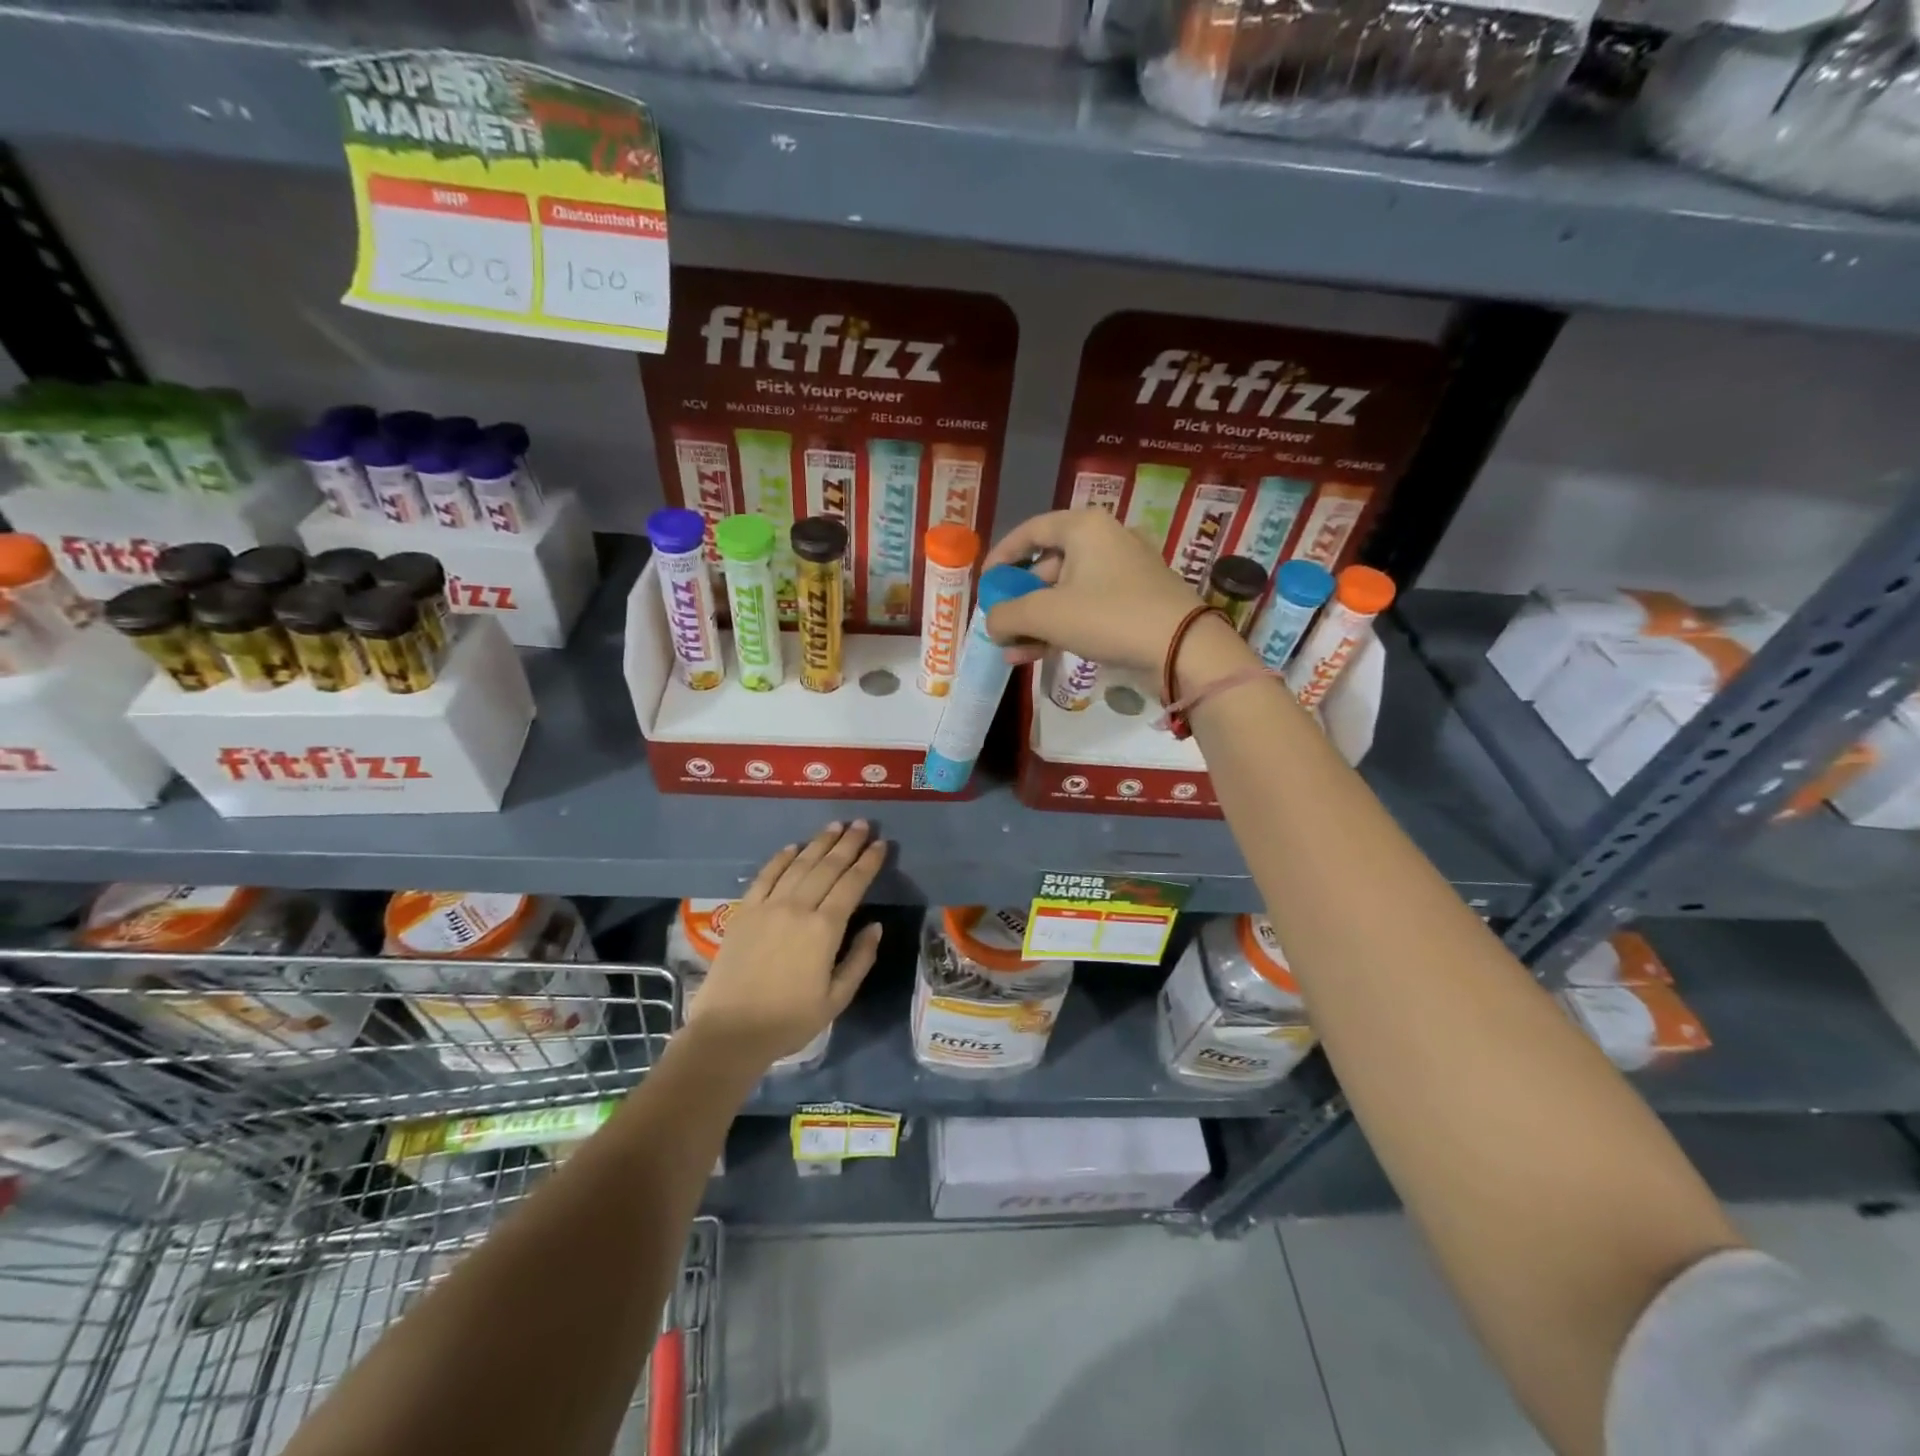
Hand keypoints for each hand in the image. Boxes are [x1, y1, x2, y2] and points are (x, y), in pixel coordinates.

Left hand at [686, 821, 886, 1067]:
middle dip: (848, 843)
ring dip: (819, 843)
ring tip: (835, 826)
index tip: (881, 844)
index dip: (868, 862)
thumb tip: (875, 927)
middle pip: (828, 867)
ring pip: (799, 864)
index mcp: (825, 930)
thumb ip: (859, 959)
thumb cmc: (788, 1021)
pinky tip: (793, 847)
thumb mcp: (836, 999)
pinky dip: (781, 858)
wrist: (729, 1032)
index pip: (852, 884)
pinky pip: (766, 875)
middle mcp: (798, 908)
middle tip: (862, 824)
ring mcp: (768, 906)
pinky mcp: (745, 911)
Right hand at [980, 509, 1212, 673]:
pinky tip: (1037, 655)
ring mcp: (1125, 571)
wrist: (1182, 648)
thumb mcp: (1045, 615)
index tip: (985, 582)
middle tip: (1000, 624)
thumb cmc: (1108, 616)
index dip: (1002, 555)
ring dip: (1036, 622)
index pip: (1031, 531)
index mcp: (1085, 527)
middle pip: (1048, 565)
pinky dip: (1062, 627)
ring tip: (1012, 651)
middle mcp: (1106, 540)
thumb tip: (992, 623)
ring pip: (1067, 592)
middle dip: (1019, 600)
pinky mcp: (1137, 601)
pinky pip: (1088, 608)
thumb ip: (1007, 615)